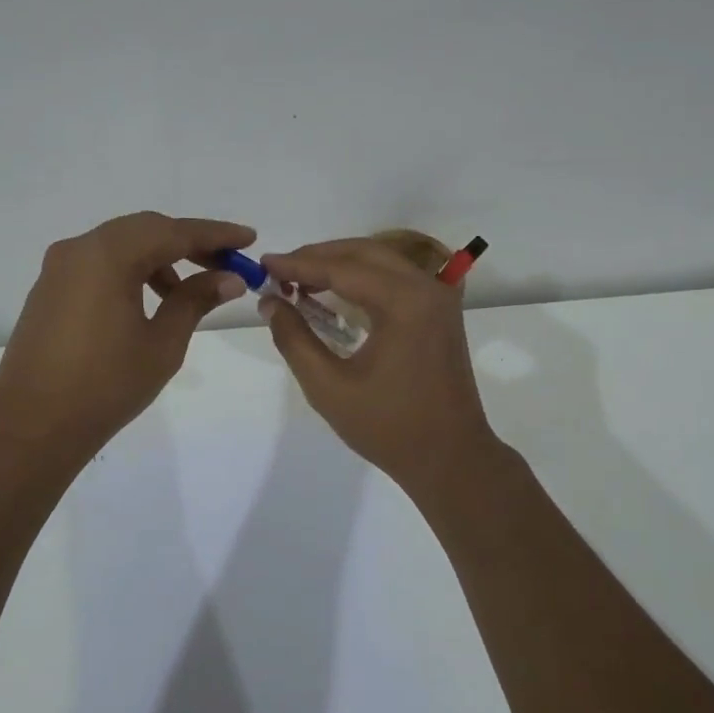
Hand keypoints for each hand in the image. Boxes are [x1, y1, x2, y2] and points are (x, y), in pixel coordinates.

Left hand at [0, 212, 254, 461]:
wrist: (32, 425)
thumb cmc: (106, 386)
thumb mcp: (162, 343)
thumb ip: (195, 300)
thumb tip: (229, 278)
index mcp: (108, 255)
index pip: (173, 232)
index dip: (215, 234)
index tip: (248, 238)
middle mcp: (80, 249)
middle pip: (146, 229)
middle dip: (188, 243)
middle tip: (225, 264)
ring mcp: (60, 267)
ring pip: (121, 244)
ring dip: (159, 258)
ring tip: (187, 293)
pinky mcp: (50, 287)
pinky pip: (99, 262)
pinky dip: (130, 270)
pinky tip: (149, 300)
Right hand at [261, 239, 499, 488]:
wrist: (450, 458)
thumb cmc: (388, 427)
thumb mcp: (328, 387)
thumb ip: (294, 339)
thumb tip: (269, 302)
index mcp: (404, 302)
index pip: (341, 269)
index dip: (298, 265)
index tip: (263, 264)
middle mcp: (426, 288)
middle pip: (364, 253)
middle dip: (318, 257)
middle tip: (279, 270)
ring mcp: (438, 299)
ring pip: (382, 261)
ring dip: (340, 264)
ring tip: (300, 279)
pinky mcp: (440, 312)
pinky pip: (396, 279)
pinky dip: (363, 278)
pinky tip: (335, 293)